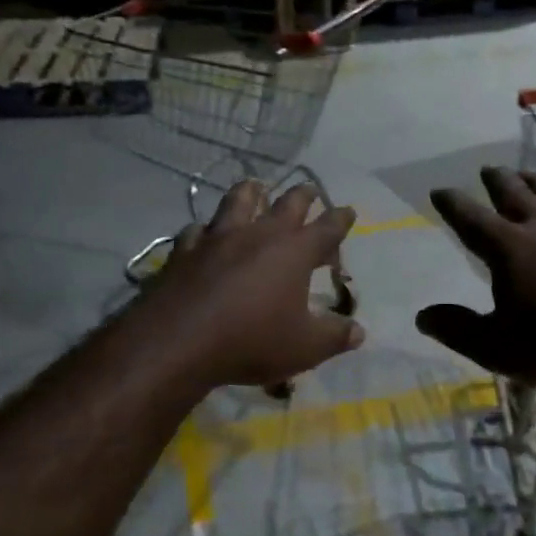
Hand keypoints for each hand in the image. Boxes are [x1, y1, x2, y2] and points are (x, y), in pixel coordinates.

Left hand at [144, 180, 363, 388]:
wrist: (178, 342)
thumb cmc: (251, 341)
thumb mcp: (304, 348)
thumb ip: (334, 337)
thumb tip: (358, 332)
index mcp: (293, 252)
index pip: (326, 228)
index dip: (340, 219)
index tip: (348, 211)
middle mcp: (257, 234)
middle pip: (286, 204)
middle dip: (302, 195)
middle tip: (309, 190)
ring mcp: (217, 238)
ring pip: (237, 202)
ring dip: (250, 193)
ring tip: (255, 187)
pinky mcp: (184, 251)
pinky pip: (197, 231)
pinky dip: (205, 230)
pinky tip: (203, 234)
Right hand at [418, 167, 535, 389]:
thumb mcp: (494, 347)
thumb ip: (456, 329)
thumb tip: (423, 316)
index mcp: (508, 248)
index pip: (471, 218)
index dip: (452, 203)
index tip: (439, 190)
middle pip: (514, 193)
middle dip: (496, 180)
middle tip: (487, 170)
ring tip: (527, 175)